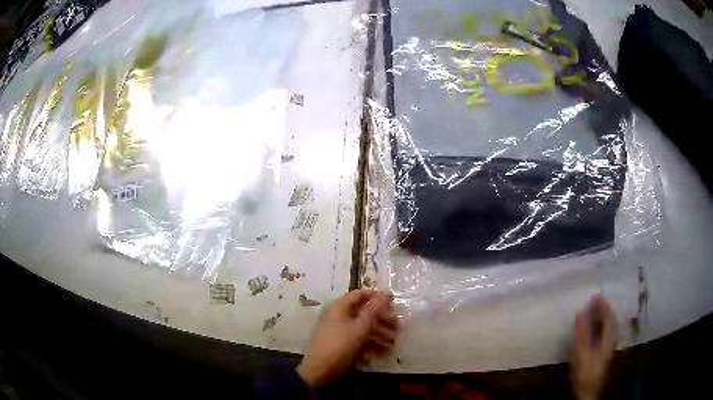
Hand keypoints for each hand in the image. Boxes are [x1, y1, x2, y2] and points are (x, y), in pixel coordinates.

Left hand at [297, 289, 397, 388]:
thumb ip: (373, 311)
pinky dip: (370, 342)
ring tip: (394, 340)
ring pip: (362, 327)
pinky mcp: (340, 344)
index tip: (393, 301)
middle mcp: (337, 316)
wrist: (320, 370)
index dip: (377, 296)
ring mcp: (338, 331)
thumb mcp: (360, 328)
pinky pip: (357, 339)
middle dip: (381, 318)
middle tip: (397, 324)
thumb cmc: (340, 345)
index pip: (359, 294)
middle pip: (363, 312)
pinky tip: (382, 351)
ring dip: (379, 332)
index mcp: (339, 307)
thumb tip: (385, 294)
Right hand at [570, 294, 615, 399]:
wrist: (587, 394)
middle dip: (603, 310)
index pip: (608, 318)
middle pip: (610, 322)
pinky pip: (604, 335)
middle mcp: (610, 343)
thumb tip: (580, 314)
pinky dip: (600, 327)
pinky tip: (594, 328)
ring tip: (594, 311)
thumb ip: (581, 334)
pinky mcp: (602, 355)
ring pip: (607, 329)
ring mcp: (607, 350)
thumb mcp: (581, 356)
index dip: (602, 306)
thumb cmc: (584, 375)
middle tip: (594, 301)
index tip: (595, 296)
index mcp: (607, 342)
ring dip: (602, 318)